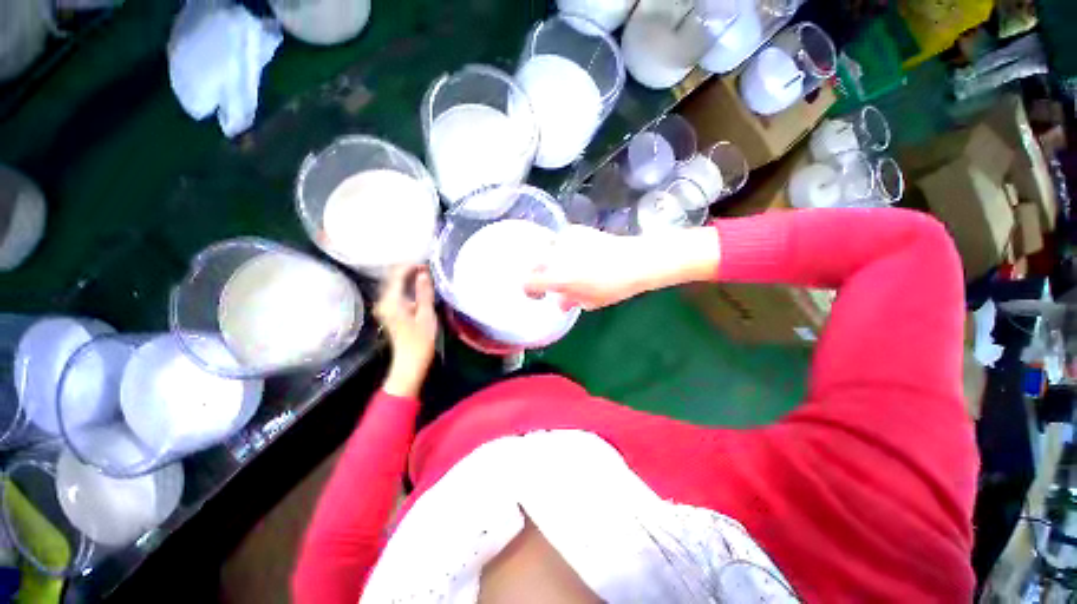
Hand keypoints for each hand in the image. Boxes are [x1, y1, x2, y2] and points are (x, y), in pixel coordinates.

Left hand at [374, 265, 437, 397]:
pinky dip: (405, 286)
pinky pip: (395, 292)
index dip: (411, 266)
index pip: (397, 274)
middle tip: (427, 268)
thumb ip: (424, 292)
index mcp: (391, 301)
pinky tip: (417, 286)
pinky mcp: (388, 311)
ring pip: (393, 284)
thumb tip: (423, 272)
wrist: (410, 362)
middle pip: (392, 277)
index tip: (427, 264)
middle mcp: (382, 301)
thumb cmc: (420, 340)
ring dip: (407, 277)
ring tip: (425, 274)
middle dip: (408, 269)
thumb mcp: (426, 314)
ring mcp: (383, 307)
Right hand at [524, 225, 719, 309]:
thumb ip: (570, 301)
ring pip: (548, 250)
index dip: (529, 289)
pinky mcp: (576, 230)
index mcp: (558, 277)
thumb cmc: (614, 286)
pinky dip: (565, 248)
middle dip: (540, 273)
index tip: (538, 294)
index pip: (529, 281)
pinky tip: (579, 253)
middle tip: (553, 281)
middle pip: (535, 263)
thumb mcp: (591, 301)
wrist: (636, 260)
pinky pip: (562, 240)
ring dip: (553, 260)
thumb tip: (561, 302)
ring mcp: (565, 240)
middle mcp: (556, 256)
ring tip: (568, 266)